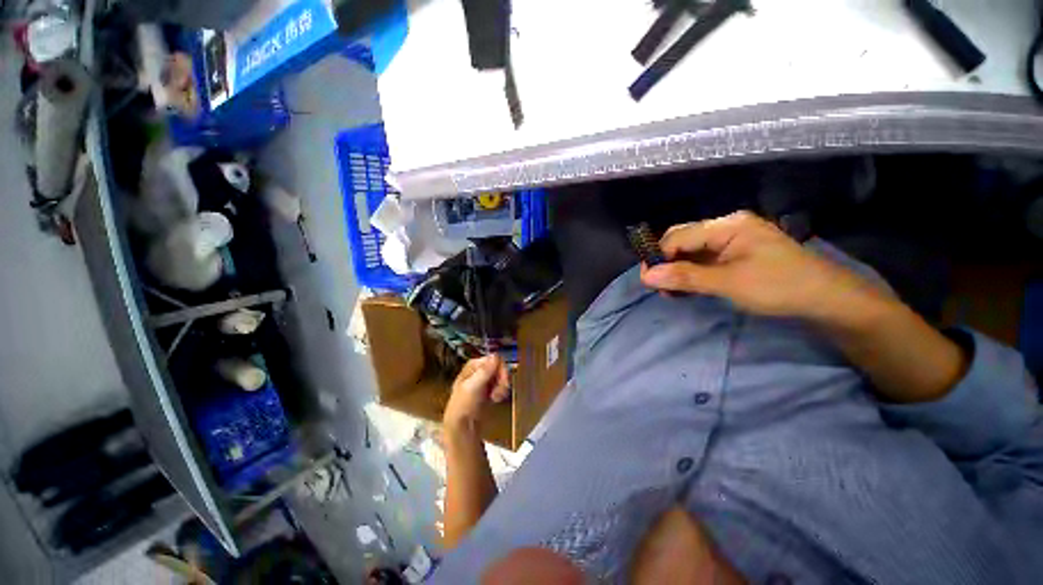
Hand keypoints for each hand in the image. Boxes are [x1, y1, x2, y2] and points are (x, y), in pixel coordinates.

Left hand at [443, 355, 509, 433]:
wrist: (461, 428)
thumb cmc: (463, 406)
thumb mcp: (472, 387)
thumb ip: (485, 371)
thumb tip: (496, 355)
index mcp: (474, 365)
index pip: (495, 359)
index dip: (501, 370)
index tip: (502, 382)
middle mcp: (480, 369)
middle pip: (500, 367)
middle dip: (502, 380)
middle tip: (499, 394)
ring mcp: (485, 379)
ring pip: (502, 376)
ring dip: (502, 387)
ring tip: (496, 398)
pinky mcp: (489, 389)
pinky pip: (501, 385)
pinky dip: (501, 392)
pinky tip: (496, 400)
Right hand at [640, 211, 873, 319]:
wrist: (826, 299)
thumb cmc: (778, 287)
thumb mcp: (728, 283)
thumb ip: (685, 277)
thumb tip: (646, 276)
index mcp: (726, 225)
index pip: (678, 236)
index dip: (658, 257)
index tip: (647, 281)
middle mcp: (726, 227)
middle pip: (682, 240)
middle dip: (666, 263)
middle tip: (659, 287)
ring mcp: (732, 240)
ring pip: (691, 251)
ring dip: (677, 270)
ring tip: (670, 292)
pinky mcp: (736, 254)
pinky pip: (704, 259)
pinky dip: (691, 273)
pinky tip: (686, 288)